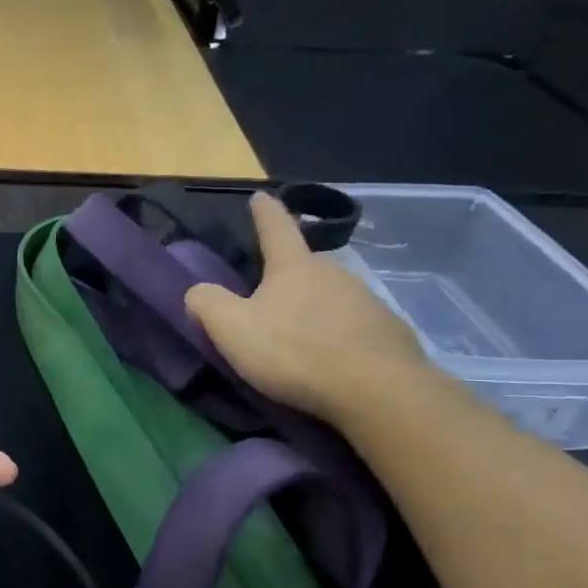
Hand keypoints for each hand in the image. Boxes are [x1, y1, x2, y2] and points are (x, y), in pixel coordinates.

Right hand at [185, 192, 430, 422]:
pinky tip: (331, 360)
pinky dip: (339, 337)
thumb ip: (207, 303)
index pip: (275, 228)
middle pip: (304, 267)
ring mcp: (367, 301)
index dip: (264, 212)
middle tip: (267, 299)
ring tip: (298, 338)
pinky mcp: (389, 333)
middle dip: (286, 277)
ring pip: (330, 298)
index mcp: (293, 267)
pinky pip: (354, 327)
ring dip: (313, 309)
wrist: (375, 390)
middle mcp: (334, 273)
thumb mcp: (231, 328)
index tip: (260, 196)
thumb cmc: (293, 351)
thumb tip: (197, 292)